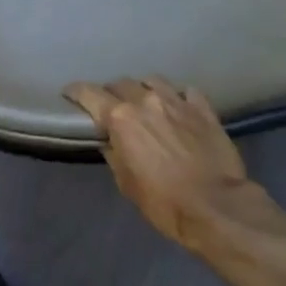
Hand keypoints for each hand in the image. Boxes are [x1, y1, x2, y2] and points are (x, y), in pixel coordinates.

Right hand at [65, 76, 253, 247]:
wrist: (214, 205)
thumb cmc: (162, 201)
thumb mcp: (126, 182)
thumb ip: (114, 154)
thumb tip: (110, 141)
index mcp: (121, 118)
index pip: (90, 94)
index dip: (76, 92)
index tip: (70, 93)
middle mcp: (147, 101)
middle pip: (121, 84)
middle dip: (111, 92)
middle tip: (110, 105)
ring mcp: (178, 101)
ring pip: (153, 81)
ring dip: (143, 89)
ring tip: (144, 101)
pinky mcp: (204, 109)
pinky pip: (185, 92)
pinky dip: (176, 96)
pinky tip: (178, 106)